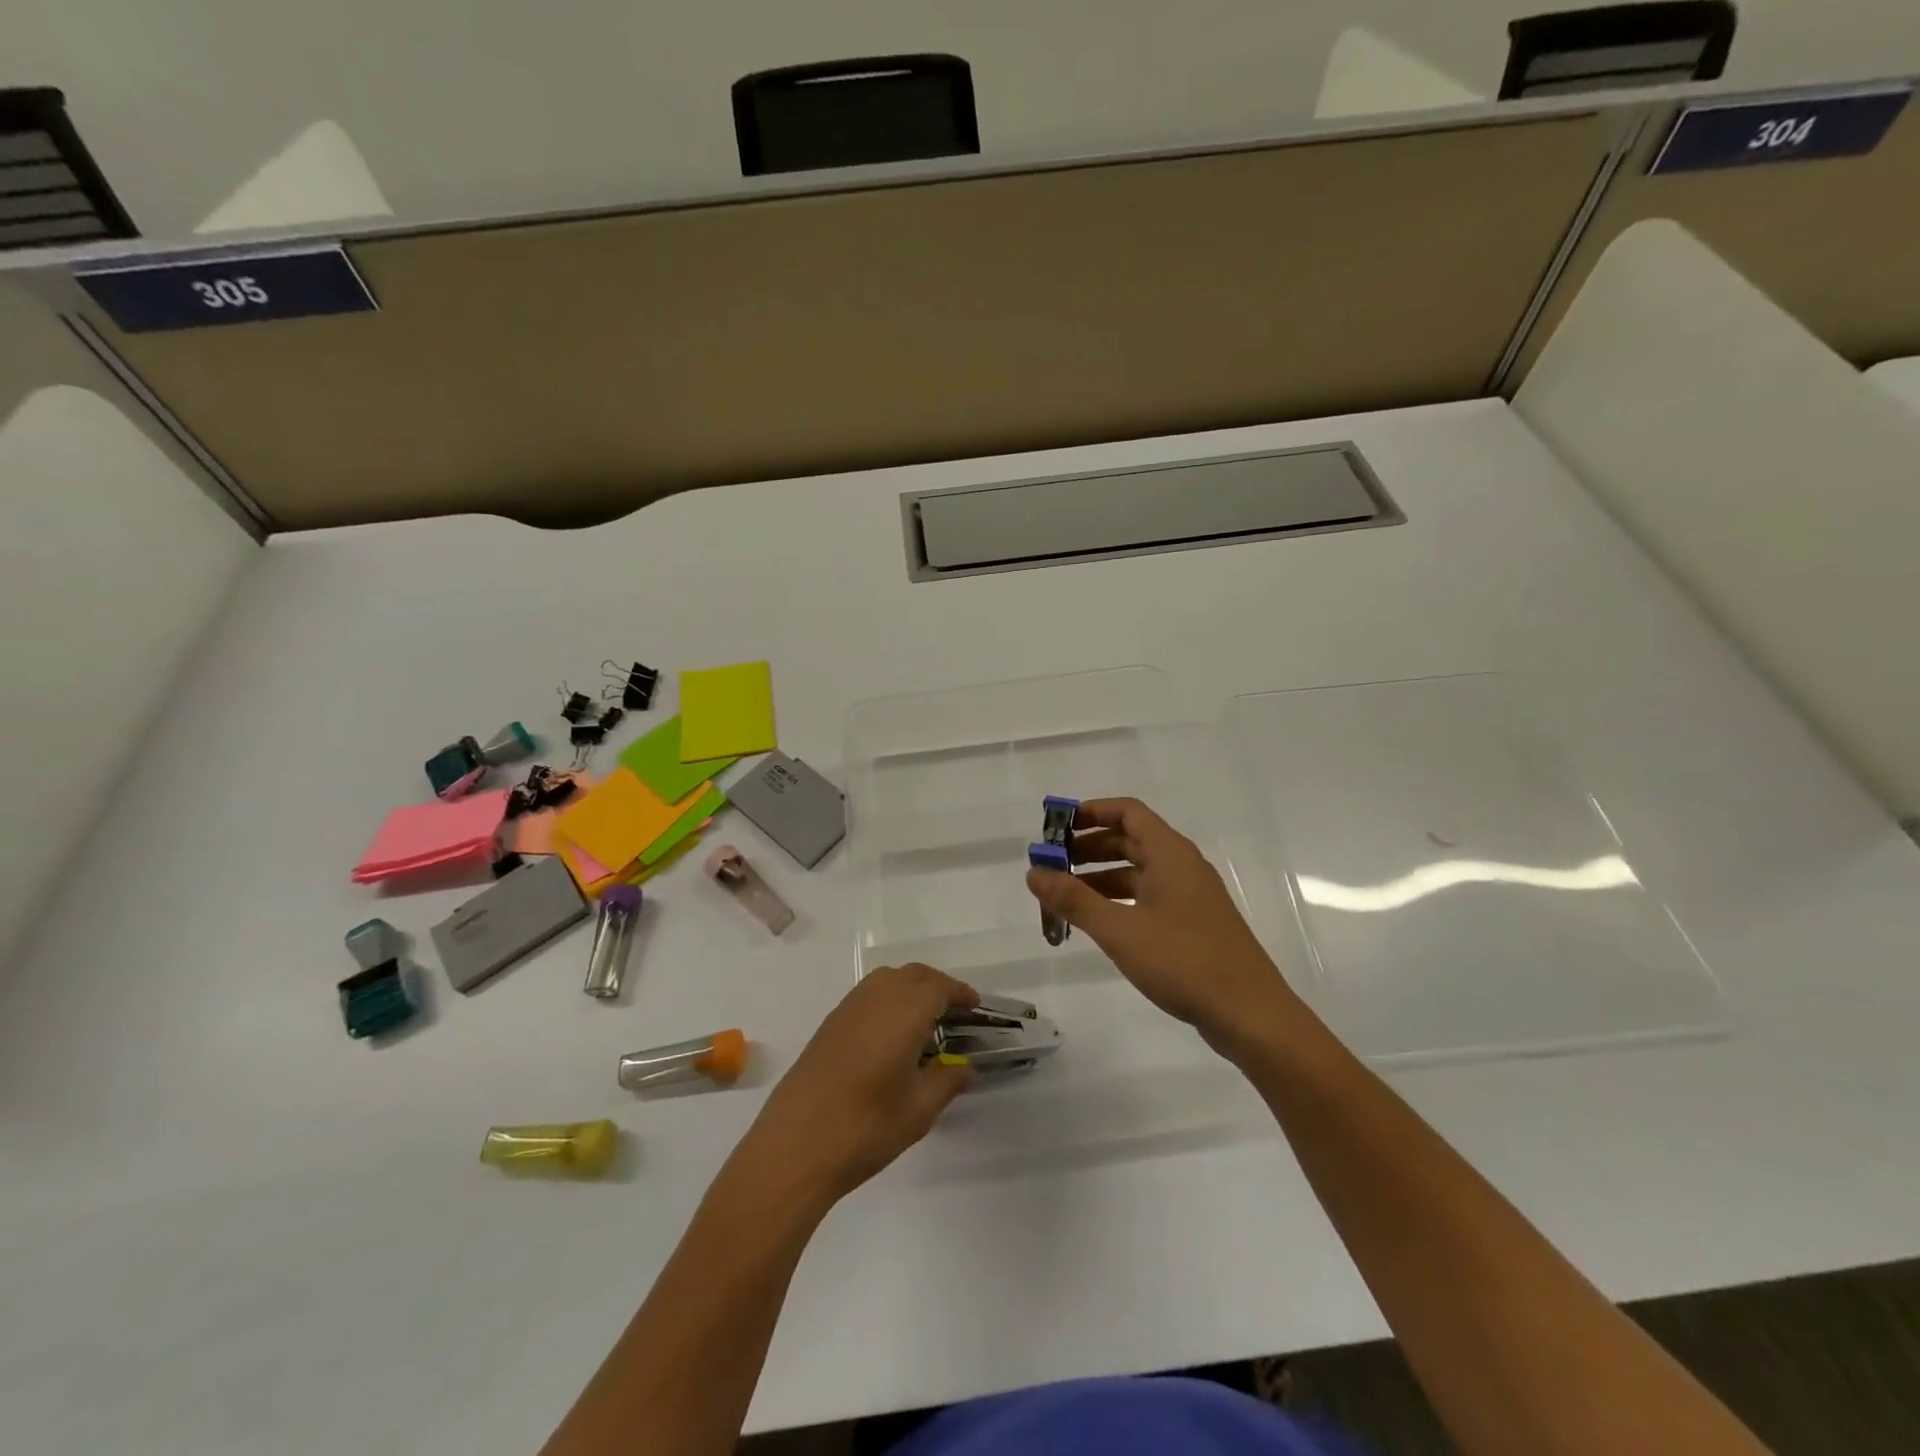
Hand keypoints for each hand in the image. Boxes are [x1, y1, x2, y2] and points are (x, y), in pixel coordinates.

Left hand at [737, 964, 977, 1205]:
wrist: (794, 1147)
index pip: (939, 987)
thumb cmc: (866, 1128)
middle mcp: (876, 999)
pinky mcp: (828, 1025)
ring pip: (887, 980)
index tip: (975, 1006)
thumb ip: (947, 1081)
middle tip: (954, 1012)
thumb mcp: (919, 1111)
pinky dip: (887, 1000)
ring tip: (924, 1022)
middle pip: (913, 975)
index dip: (959, 993)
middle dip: (937, 986)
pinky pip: (866, 995)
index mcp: (904, 1013)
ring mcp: (847, 1009)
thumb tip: (965, 1067)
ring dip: (910, 989)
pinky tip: (890, 1037)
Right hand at [1025, 797, 1299, 1061]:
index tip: (1057, 828)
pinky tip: (1098, 922)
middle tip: (1052, 865)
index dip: (1091, 812)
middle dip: (1088, 848)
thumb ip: (1074, 900)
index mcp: (1170, 854)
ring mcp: (1190, 896)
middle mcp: (1182, 866)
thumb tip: (1034, 872)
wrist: (1249, 1014)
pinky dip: (1119, 900)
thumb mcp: (1120, 930)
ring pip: (1138, 872)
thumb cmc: (1183, 961)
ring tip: (1065, 897)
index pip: (1128, 812)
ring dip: (1100, 877)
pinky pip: (1148, 897)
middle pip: (1130, 840)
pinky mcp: (1193, 924)